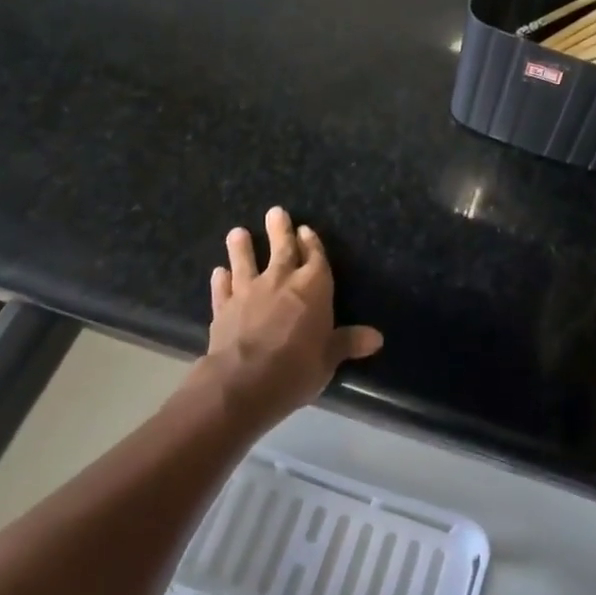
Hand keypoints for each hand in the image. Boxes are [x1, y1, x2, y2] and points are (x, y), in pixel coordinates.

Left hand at [204, 207, 383, 423]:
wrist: (243, 382)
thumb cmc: (297, 367)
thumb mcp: (329, 358)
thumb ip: (348, 342)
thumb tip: (377, 338)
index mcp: (313, 287)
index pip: (315, 257)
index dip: (312, 243)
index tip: (306, 230)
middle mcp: (281, 281)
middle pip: (282, 250)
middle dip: (280, 230)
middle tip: (275, 212)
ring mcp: (248, 292)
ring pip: (245, 262)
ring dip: (242, 247)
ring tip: (237, 232)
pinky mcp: (223, 309)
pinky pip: (222, 289)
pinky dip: (220, 280)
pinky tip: (218, 273)